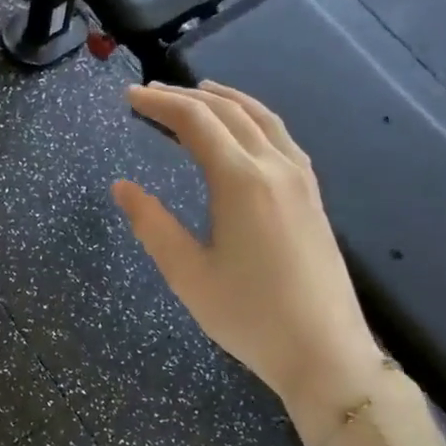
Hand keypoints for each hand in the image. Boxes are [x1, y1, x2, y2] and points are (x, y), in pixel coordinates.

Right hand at [111, 82, 385, 442]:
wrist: (325, 352)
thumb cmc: (249, 316)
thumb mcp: (188, 274)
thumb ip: (152, 224)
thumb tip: (121, 186)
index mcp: (241, 181)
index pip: (195, 122)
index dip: (159, 104)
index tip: (128, 96)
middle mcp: (275, 167)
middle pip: (228, 112)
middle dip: (185, 97)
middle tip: (149, 93)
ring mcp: (301, 179)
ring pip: (261, 118)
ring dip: (225, 100)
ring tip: (197, 92)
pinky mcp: (313, 196)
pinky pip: (281, 136)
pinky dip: (254, 118)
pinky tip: (244, 130)